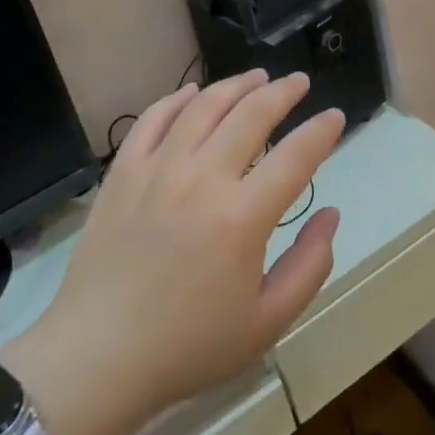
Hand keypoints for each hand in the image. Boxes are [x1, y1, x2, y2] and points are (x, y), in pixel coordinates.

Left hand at [7, 71, 342, 434]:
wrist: (98, 357)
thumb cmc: (189, 346)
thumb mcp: (267, 322)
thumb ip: (309, 265)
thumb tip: (331, 214)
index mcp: (242, 217)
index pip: (296, 156)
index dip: (322, 131)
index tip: (335, 117)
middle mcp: (202, 178)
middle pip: (252, 114)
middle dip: (283, 92)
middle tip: (299, 82)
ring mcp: (158, 169)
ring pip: (204, 106)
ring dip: (236, 85)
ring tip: (256, 78)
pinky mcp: (123, 172)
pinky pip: (153, 119)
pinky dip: (177, 98)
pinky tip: (192, 93)